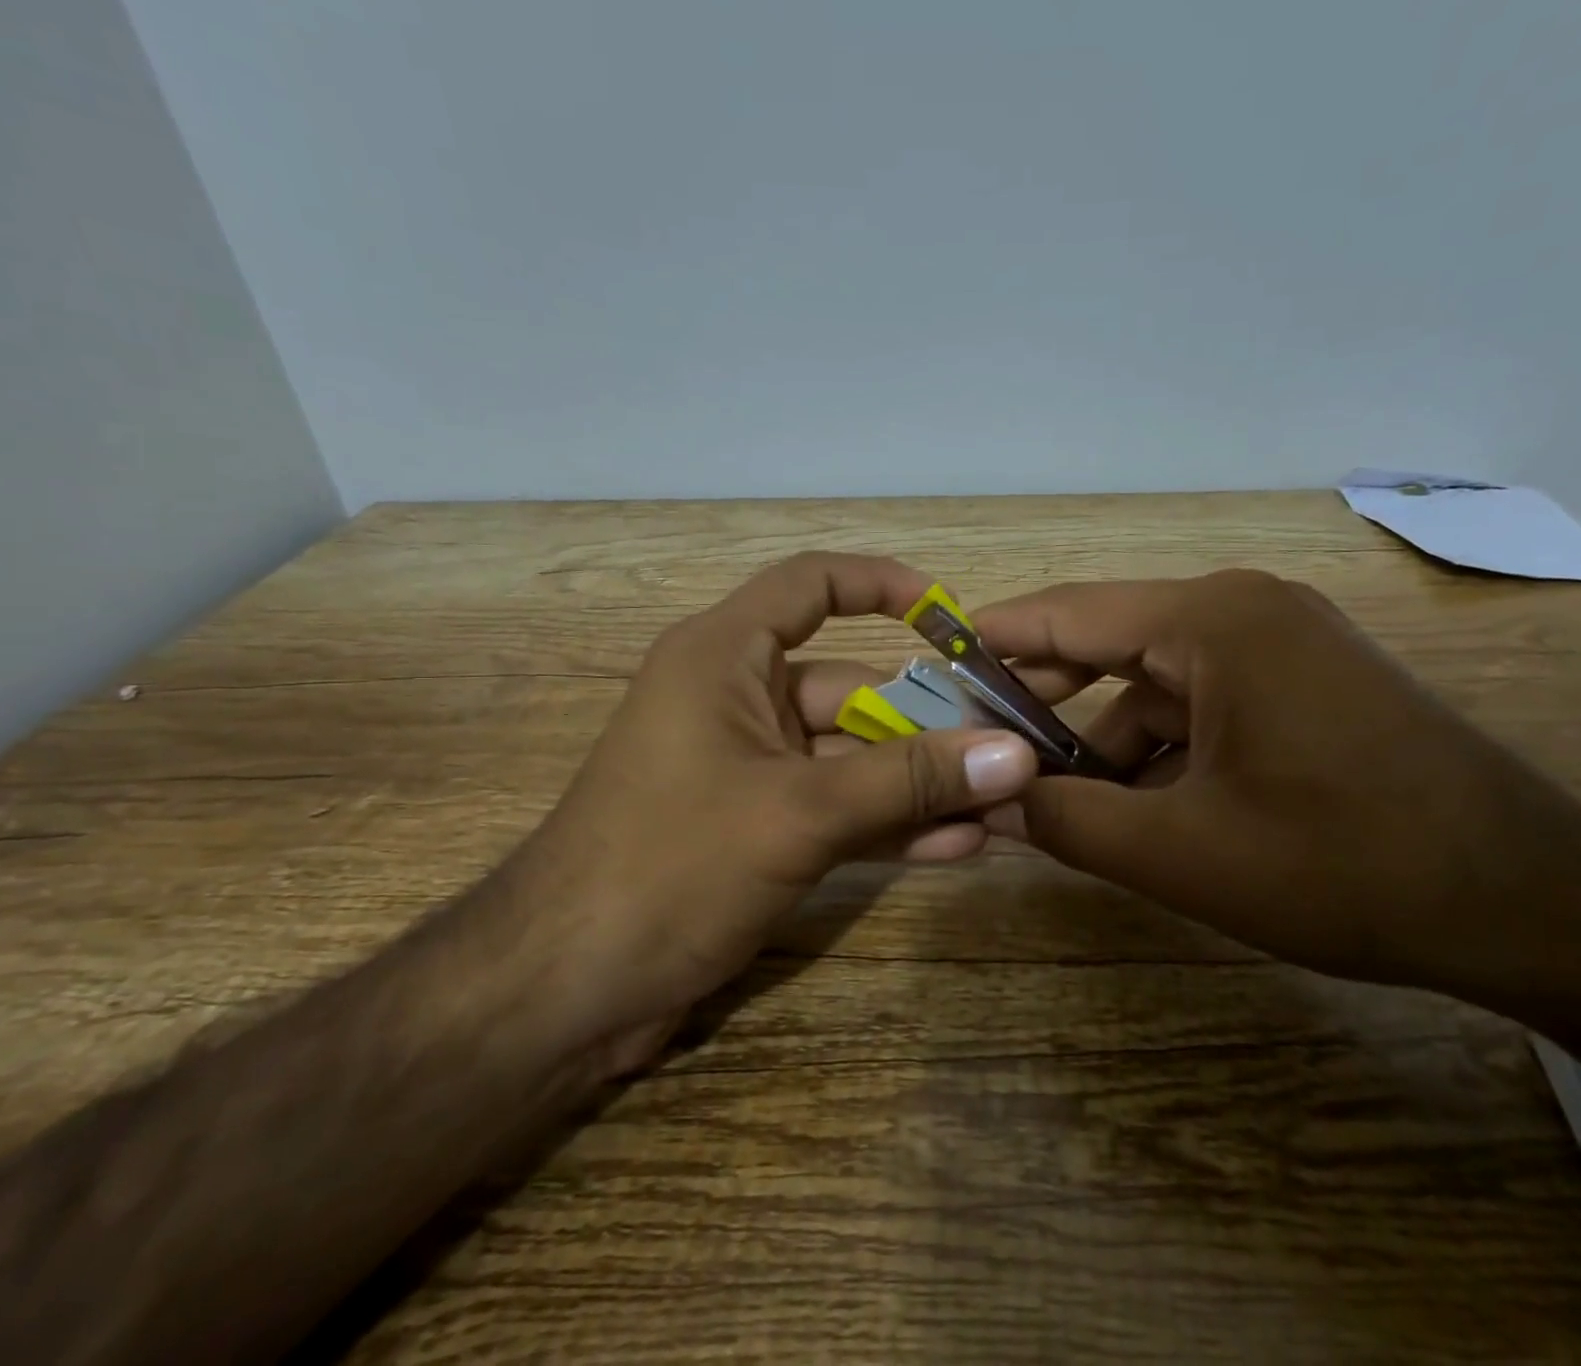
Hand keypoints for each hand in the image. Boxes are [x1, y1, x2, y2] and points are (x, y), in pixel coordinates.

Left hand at [496, 553, 1037, 1053]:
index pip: (810, 585)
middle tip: (1009, 744)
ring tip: (1002, 799)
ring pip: (853, 756)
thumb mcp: (799, 813)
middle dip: (928, 719)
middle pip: (851, 686)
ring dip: (920, 780)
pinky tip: (960, 844)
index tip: (951, 617)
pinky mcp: (759, 827)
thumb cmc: (669, 866)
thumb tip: (1016, 754)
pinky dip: (891, 822)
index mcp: (724, 657)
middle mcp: (738, 699)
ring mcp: (751, 768)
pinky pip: (839, 807)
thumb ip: (909, 781)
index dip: (882, 585)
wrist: (564, 994)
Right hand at [976, 571, 1580, 989]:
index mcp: (1212, 621)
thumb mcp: (1184, 853)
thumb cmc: (1347, 867)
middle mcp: (1242, 609)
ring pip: (1155, 681)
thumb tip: (986, 801)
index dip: (995, 639)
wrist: (1535, 905)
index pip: (1068, 613)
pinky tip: (1140, 805)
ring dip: (1107, 738)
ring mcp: (1280, 642)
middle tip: (981, 742)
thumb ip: (1068, 821)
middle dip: (1045, 699)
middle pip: (1109, 642)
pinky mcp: (1303, 681)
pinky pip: (1202, 701)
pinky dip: (1161, 747)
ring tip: (1060, 800)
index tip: (935, 662)